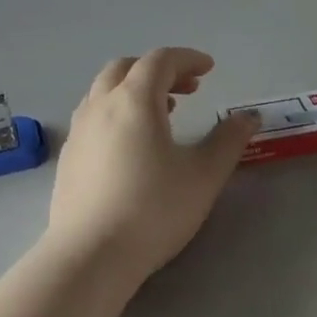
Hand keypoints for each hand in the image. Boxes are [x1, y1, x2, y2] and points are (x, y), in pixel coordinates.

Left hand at [47, 49, 258, 281]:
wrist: (89, 257)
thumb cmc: (153, 210)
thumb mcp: (203, 176)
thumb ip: (228, 141)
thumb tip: (248, 117)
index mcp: (133, 100)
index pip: (160, 60)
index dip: (187, 59)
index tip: (209, 70)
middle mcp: (100, 105)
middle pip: (127, 67)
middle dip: (159, 70)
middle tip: (188, 89)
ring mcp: (78, 130)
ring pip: (105, 90)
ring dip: (134, 89)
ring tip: (163, 112)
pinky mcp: (68, 156)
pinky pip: (93, 115)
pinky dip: (116, 111)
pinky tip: (131, 143)